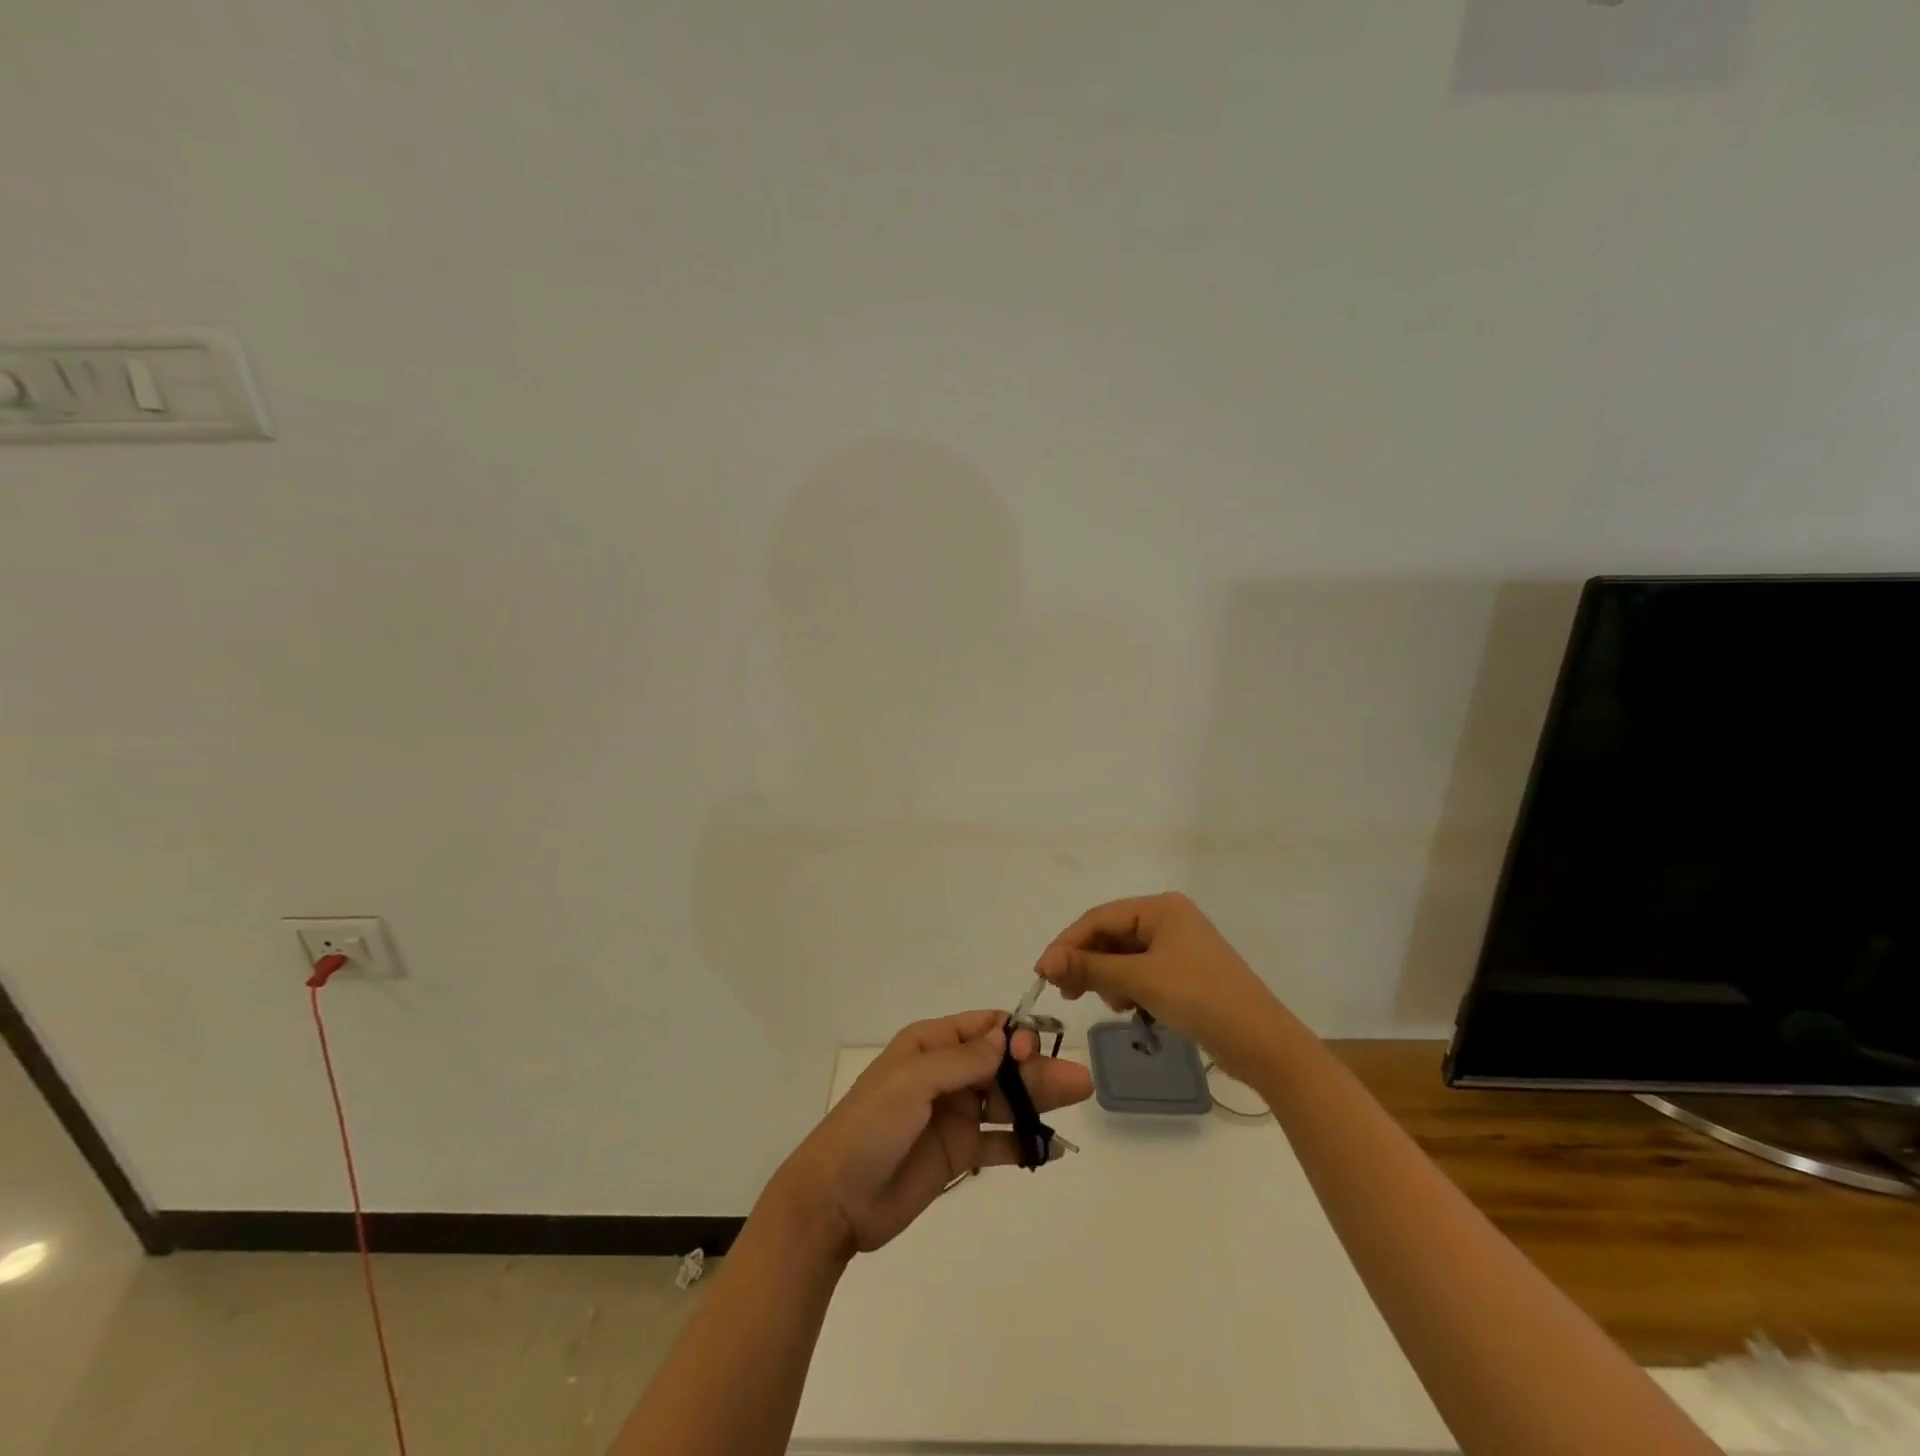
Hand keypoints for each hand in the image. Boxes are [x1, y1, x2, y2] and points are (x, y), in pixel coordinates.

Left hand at [768, 1010, 1092, 1258]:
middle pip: (1002, 1065)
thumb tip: (1005, 1038)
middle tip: (1078, 1080)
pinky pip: (999, 1142)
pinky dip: (1025, 1143)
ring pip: (1006, 1101)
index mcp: (930, 1046)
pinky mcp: (958, 1154)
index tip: (1034, 1049)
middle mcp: (946, 1075)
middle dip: (1037, 1068)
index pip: (982, 1029)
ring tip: (1077, 1100)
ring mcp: (954, 1115)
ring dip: (1039, 1101)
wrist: (836, 1199)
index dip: (1012, 1034)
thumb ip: (960, 1062)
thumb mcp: (911, 1083)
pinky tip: (1052, 1148)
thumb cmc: (869, 1127)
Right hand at [1034, 892, 1286, 1077]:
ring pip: (1123, 956)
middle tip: (1066, 993)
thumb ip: (1090, 968)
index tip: (1042, 973)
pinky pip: (1141, 972)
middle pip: (1110, 935)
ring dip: (1108, 978)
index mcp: (1161, 908)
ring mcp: (1178, 946)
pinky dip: (1128, 988)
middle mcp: (1169, 919)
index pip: (1099, 918)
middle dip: (1087, 963)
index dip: (1067, 944)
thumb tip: (1045, 963)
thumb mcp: (1141, 981)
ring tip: (1112, 1005)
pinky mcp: (1184, 972)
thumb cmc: (1201, 1000)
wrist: (1263, 1043)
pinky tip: (1131, 1008)